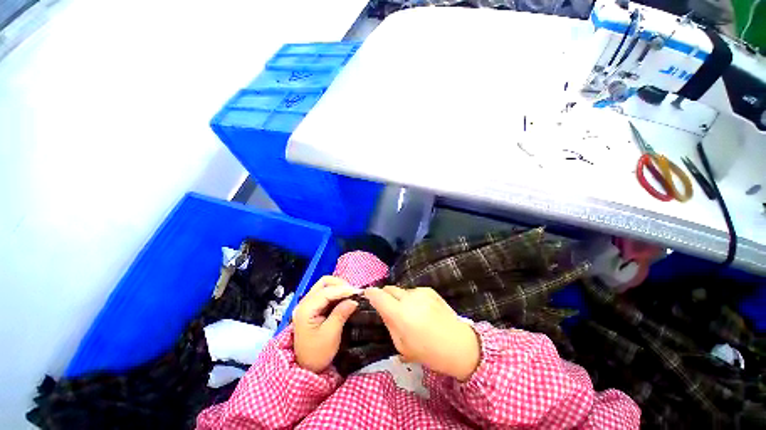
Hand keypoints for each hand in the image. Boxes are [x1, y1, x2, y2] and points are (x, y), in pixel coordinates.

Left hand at [293, 276, 359, 372]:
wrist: (306, 367)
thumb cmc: (317, 354)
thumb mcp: (331, 335)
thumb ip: (341, 313)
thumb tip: (354, 300)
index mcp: (306, 309)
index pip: (326, 292)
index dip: (343, 290)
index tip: (359, 292)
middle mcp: (305, 302)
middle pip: (324, 282)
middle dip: (341, 284)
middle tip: (354, 293)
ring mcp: (308, 303)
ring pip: (326, 286)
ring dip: (340, 287)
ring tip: (352, 295)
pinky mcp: (314, 306)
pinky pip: (326, 293)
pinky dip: (337, 293)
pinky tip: (346, 299)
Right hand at [364, 286, 480, 381]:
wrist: (459, 345)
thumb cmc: (429, 352)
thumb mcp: (402, 346)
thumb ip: (389, 324)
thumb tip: (383, 310)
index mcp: (400, 314)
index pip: (378, 296)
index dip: (370, 293)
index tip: (367, 294)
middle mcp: (408, 298)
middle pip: (389, 289)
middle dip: (385, 295)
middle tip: (388, 308)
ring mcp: (420, 292)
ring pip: (402, 291)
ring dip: (400, 298)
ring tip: (409, 313)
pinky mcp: (429, 290)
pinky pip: (414, 292)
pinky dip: (412, 298)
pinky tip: (422, 310)